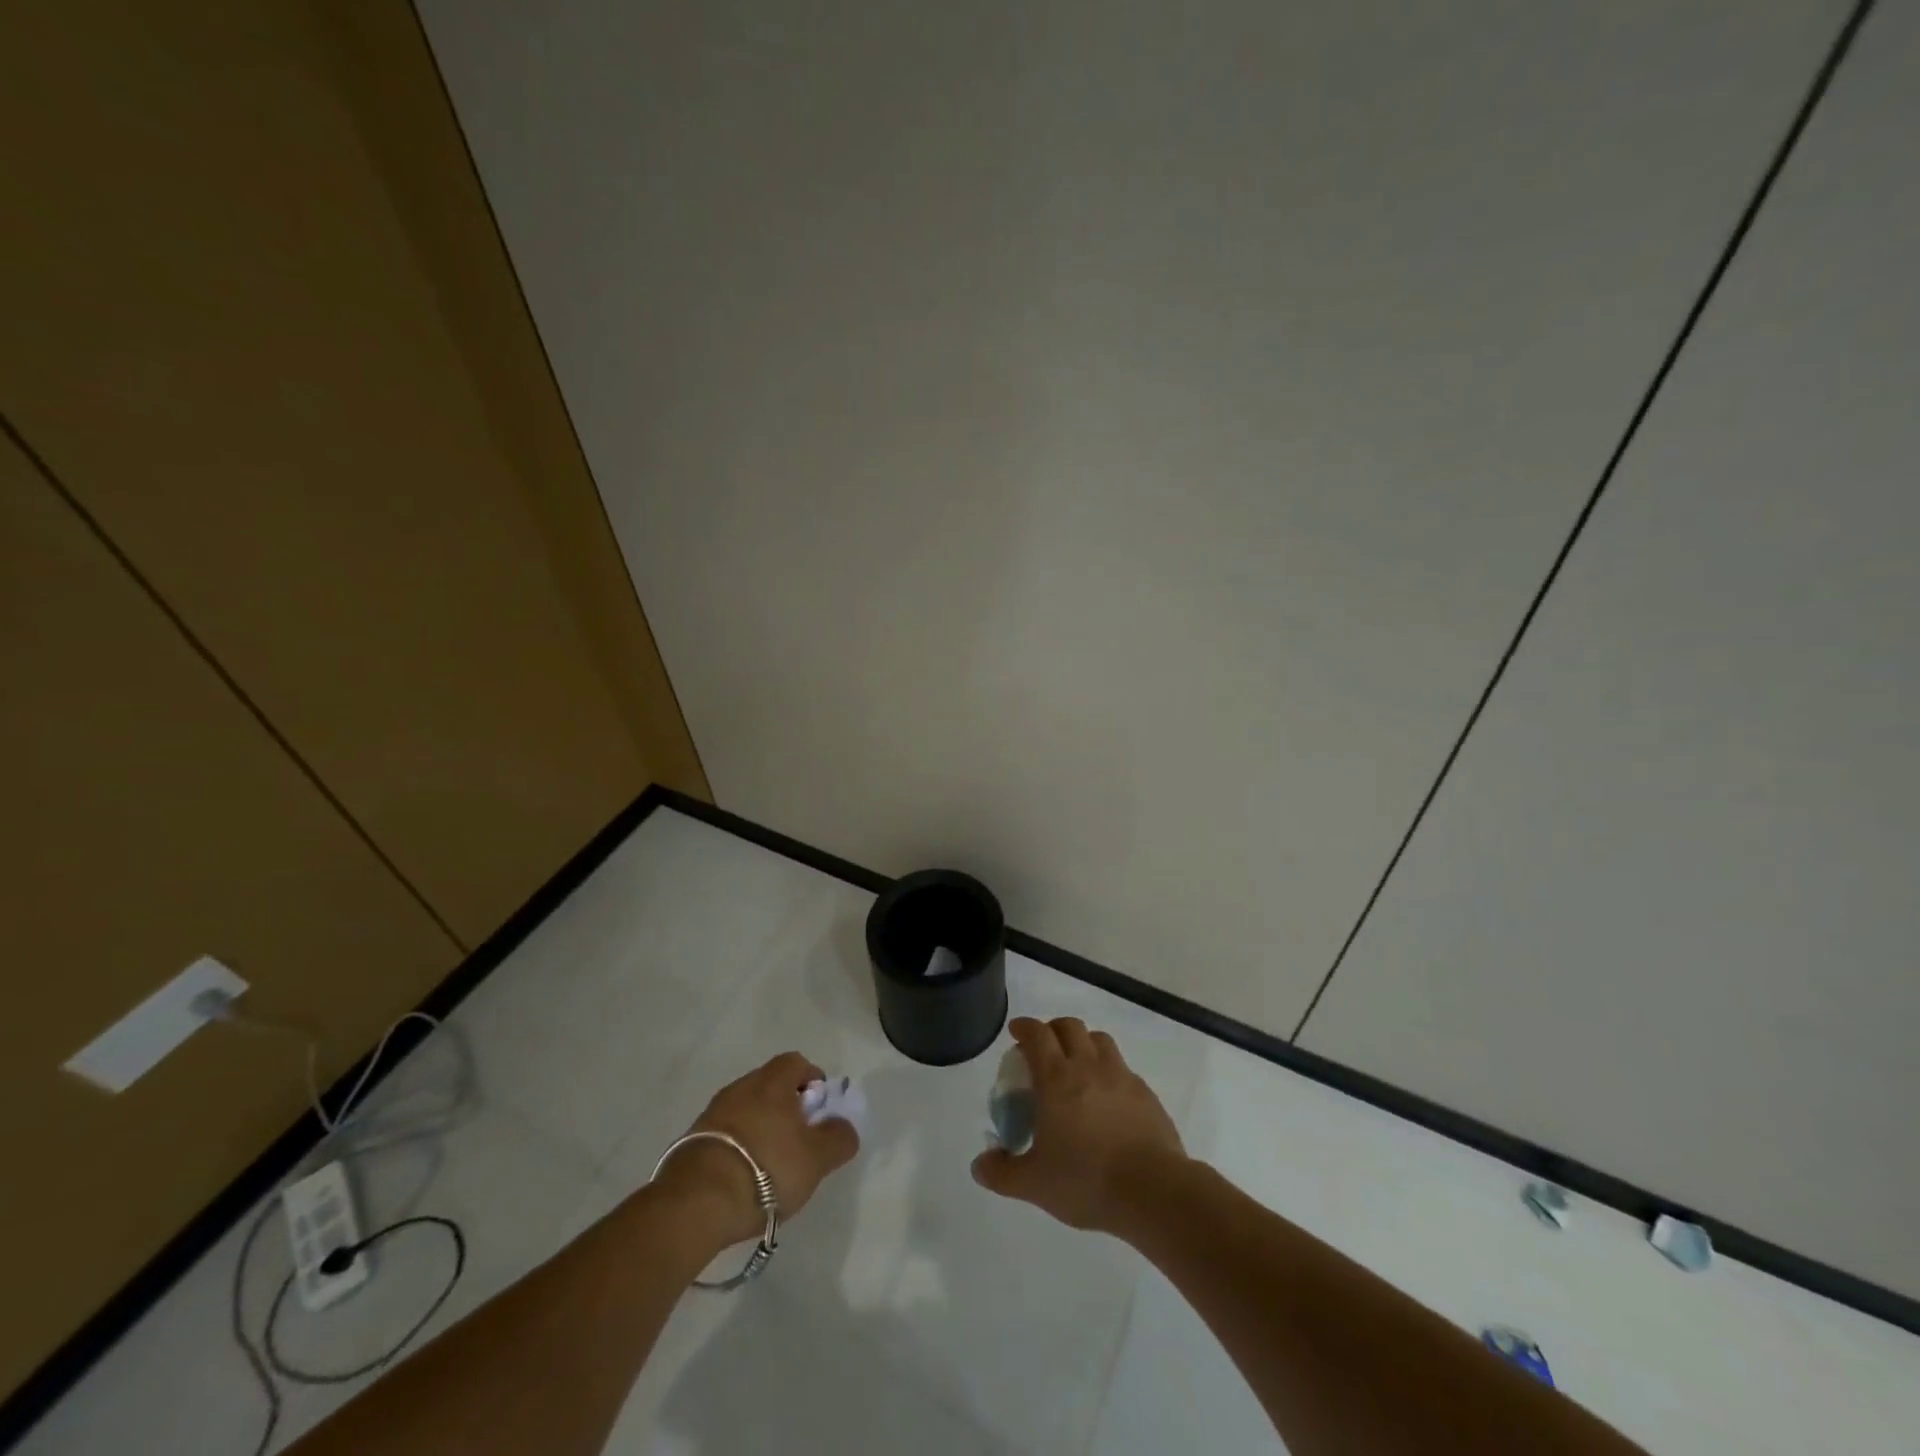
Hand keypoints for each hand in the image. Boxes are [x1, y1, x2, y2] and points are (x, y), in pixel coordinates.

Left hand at [656, 1052, 859, 1245]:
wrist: (697, 1202)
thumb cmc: (767, 1169)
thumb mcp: (816, 1158)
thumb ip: (838, 1138)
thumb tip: (844, 1126)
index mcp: (772, 1082)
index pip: (796, 1062)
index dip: (812, 1079)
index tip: (819, 1108)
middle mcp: (741, 1087)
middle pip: (770, 1085)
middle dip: (786, 1106)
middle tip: (798, 1140)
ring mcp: (712, 1113)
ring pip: (746, 1109)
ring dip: (760, 1127)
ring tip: (771, 1164)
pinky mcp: (691, 1141)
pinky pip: (725, 1134)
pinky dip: (738, 1147)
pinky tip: (743, 1177)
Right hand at [971, 1017, 1185, 1236]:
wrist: (1152, 1191)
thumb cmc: (1086, 1180)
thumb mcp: (1033, 1184)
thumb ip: (1002, 1172)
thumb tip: (979, 1165)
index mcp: (1056, 1078)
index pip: (1037, 1034)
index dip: (1024, 1027)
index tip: (1016, 1032)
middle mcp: (1088, 1066)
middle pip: (1070, 1026)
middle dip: (1053, 1029)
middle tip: (1043, 1048)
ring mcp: (1121, 1076)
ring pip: (1099, 1039)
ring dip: (1084, 1043)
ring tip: (1076, 1065)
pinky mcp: (1145, 1093)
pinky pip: (1123, 1068)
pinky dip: (1109, 1071)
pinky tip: (1107, 1098)